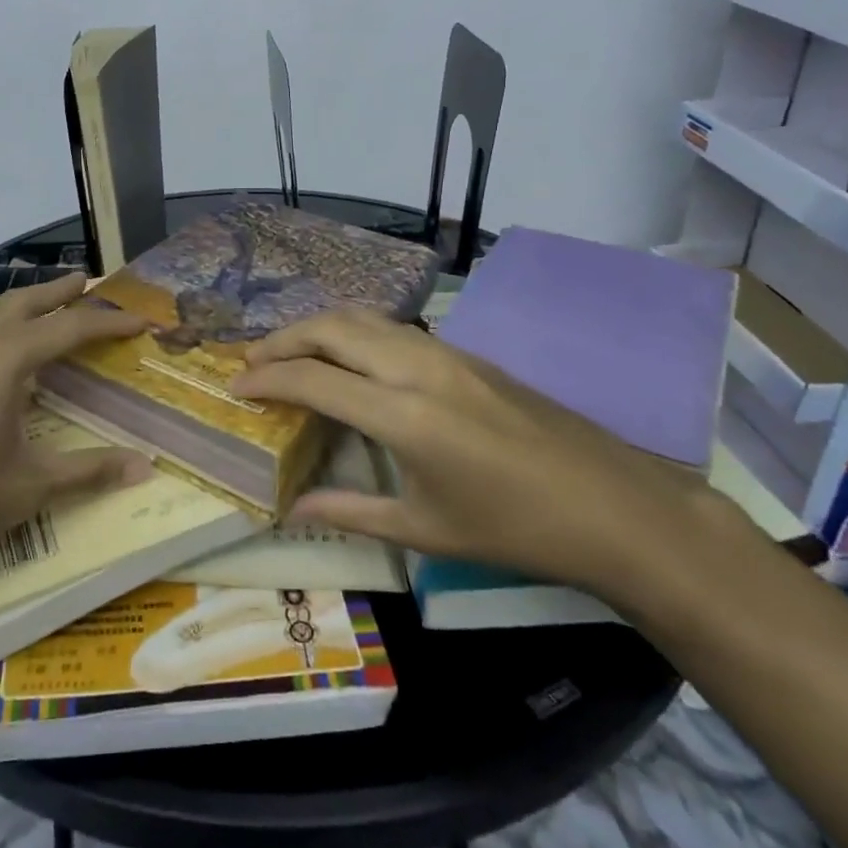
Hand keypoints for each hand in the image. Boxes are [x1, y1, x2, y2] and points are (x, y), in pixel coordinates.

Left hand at [0, 274, 149, 592]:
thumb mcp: (28, 488)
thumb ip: (88, 471)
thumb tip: (144, 466)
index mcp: (5, 359)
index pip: (71, 327)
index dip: (111, 322)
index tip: (143, 321)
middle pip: (26, 302)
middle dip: (62, 291)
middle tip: (94, 284)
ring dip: (29, 306)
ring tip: (55, 310)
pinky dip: (4, 329)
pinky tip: (7, 359)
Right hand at [229, 308, 713, 598]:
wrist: (613, 504)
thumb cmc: (516, 528)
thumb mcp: (426, 529)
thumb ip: (351, 512)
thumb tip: (292, 511)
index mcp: (403, 415)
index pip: (313, 379)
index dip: (267, 379)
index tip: (235, 386)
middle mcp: (417, 367)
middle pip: (332, 328)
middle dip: (283, 338)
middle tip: (252, 362)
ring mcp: (445, 352)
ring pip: (364, 318)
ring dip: (319, 327)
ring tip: (291, 351)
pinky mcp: (465, 353)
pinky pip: (393, 326)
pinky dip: (354, 330)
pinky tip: (349, 355)